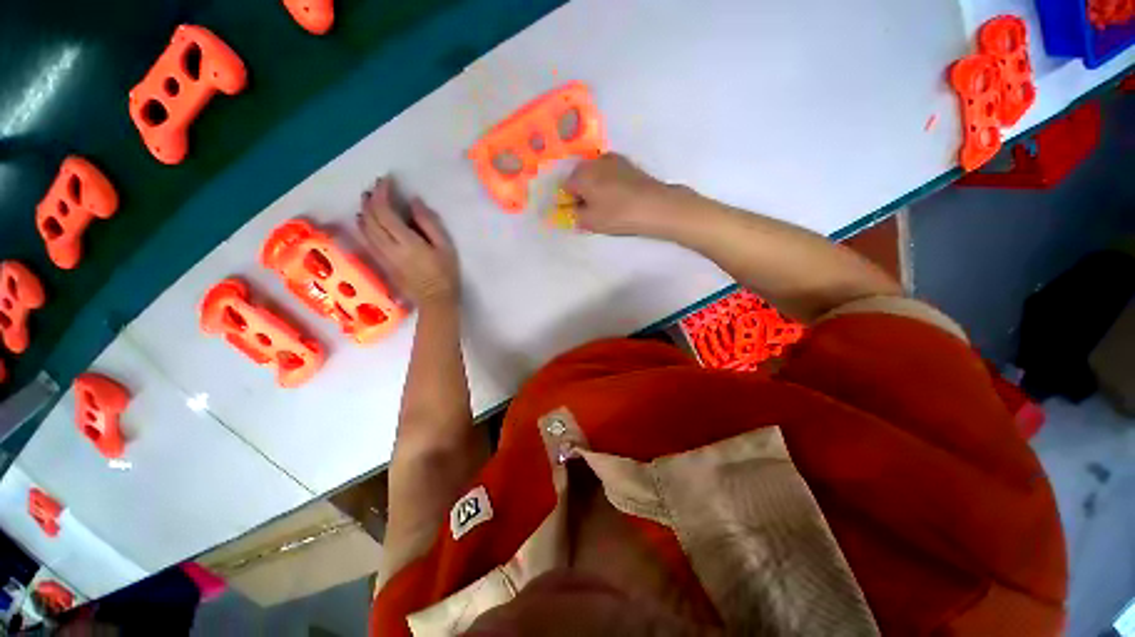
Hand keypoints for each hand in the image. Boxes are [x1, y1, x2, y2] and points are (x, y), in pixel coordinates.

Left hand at [358, 178, 458, 308]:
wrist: (435, 301)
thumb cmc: (446, 274)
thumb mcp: (445, 247)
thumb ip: (429, 223)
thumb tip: (414, 202)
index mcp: (406, 242)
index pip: (385, 212)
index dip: (382, 193)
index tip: (386, 180)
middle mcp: (389, 247)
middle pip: (371, 218)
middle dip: (371, 199)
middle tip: (376, 187)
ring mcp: (383, 256)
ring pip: (365, 229)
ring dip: (364, 211)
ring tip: (368, 199)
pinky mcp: (382, 263)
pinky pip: (367, 240)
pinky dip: (364, 226)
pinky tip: (366, 220)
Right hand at [562, 153, 690, 235]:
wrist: (654, 206)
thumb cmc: (617, 214)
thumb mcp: (589, 221)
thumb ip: (574, 215)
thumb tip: (572, 209)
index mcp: (581, 174)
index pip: (566, 186)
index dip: (570, 201)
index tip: (580, 213)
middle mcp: (594, 161)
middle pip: (580, 176)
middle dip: (582, 191)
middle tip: (592, 209)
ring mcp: (613, 159)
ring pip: (596, 173)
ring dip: (596, 186)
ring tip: (607, 204)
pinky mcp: (628, 163)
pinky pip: (611, 172)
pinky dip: (610, 182)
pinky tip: (619, 196)